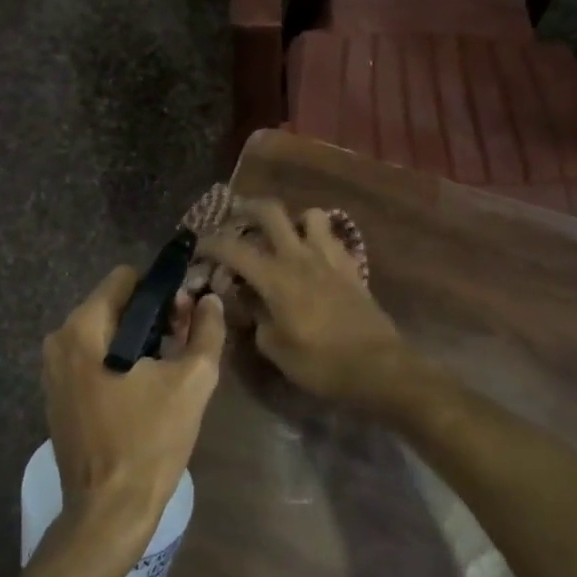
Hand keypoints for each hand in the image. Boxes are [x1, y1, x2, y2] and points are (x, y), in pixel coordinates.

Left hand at [41, 267, 225, 562]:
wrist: (109, 511)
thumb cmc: (150, 441)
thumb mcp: (192, 381)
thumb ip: (206, 331)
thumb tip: (209, 300)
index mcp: (84, 328)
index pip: (126, 278)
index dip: (162, 290)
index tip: (186, 316)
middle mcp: (59, 340)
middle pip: (114, 304)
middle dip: (152, 316)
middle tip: (183, 345)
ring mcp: (53, 370)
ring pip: (105, 332)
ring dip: (139, 340)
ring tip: (168, 369)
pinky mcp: (57, 395)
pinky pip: (92, 358)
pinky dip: (119, 361)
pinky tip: (144, 390)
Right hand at [201, 199, 405, 406]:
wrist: (378, 366)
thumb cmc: (320, 362)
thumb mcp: (274, 347)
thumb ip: (255, 316)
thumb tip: (246, 299)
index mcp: (275, 276)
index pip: (233, 247)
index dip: (210, 243)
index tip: (198, 249)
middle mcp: (300, 256)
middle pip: (271, 211)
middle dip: (247, 210)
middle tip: (235, 220)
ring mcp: (329, 257)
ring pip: (309, 215)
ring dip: (292, 220)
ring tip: (282, 237)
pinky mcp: (351, 266)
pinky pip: (331, 237)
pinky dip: (317, 238)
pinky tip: (312, 257)